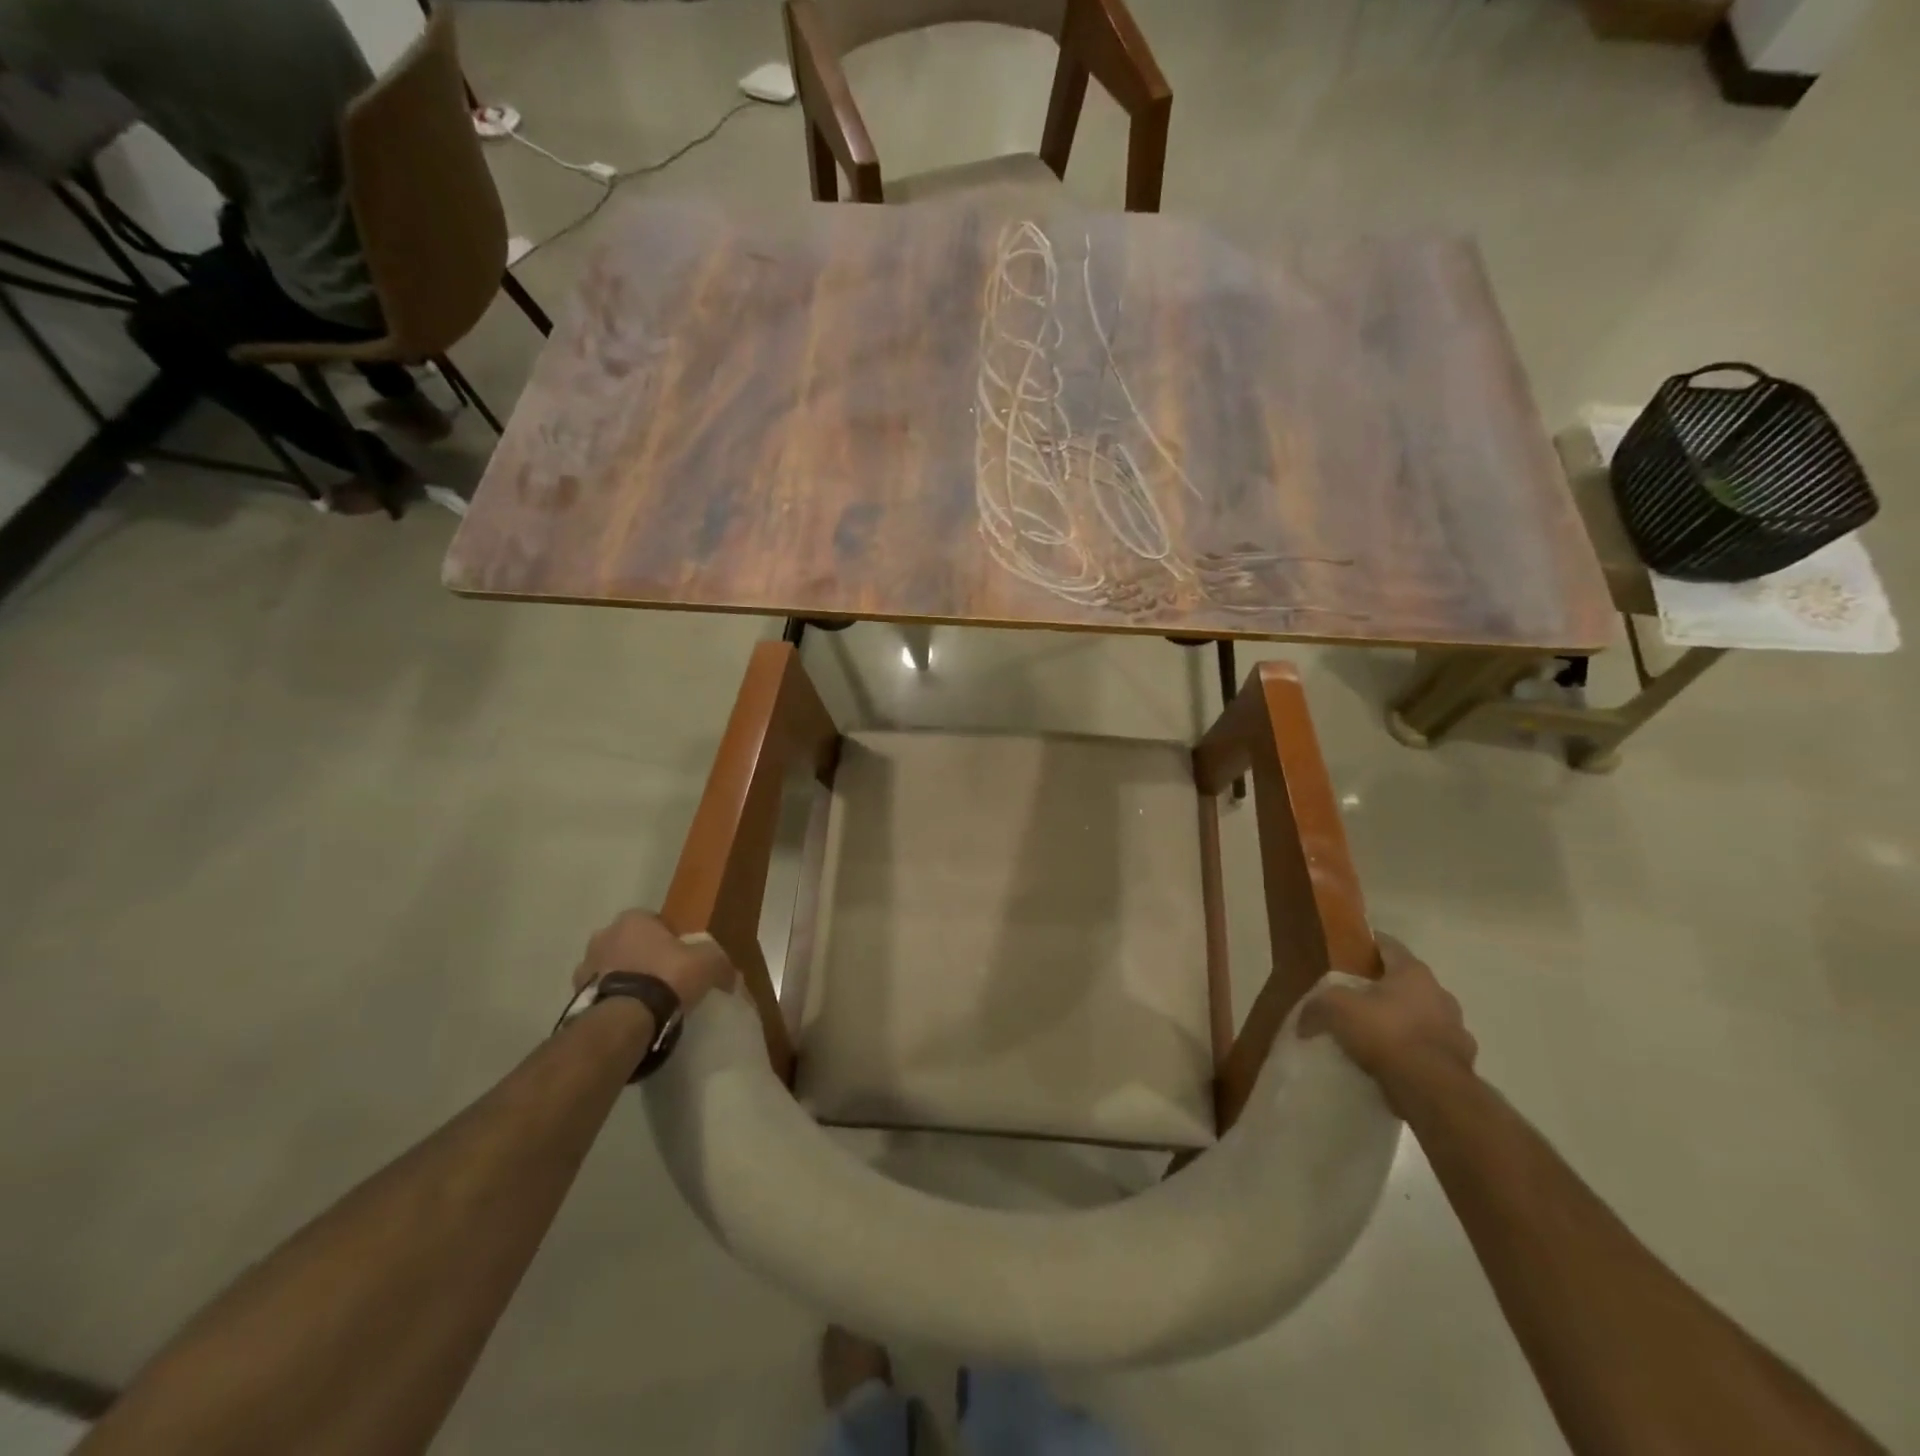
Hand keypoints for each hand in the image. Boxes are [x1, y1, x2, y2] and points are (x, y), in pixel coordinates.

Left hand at [573, 909, 735, 1011]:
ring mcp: (585, 967)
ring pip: (611, 968)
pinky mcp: (575, 997)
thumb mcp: (708, 963)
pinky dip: (613, 1001)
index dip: (670, 939)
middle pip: (630, 943)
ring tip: (645, 1003)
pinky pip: (601, 994)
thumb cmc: (667, 977)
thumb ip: (720, 963)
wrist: (625, 1020)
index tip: (682, 959)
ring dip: (625, 979)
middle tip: (664, 980)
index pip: (655, 922)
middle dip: (643, 957)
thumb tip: (731, 976)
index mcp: (633, 919)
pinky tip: (630, 1017)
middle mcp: (603, 935)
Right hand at [1302, 935, 1476, 1107]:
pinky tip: (1395, 1062)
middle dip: (1384, 986)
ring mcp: (1456, 1029)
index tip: (1348, 951)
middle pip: (1406, 981)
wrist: (1433, 1091)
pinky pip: (1430, 1047)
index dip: (1366, 944)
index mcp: (1413, 972)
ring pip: (1423, 1015)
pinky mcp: (1462, 1062)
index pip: (1388, 944)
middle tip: (1356, 996)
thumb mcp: (1336, 1009)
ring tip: (1376, 1034)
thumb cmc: (1385, 1034)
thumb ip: (1317, 1005)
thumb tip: (1304, 1019)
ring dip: (1403, 1019)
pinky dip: (1414, 1050)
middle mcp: (1440, 993)